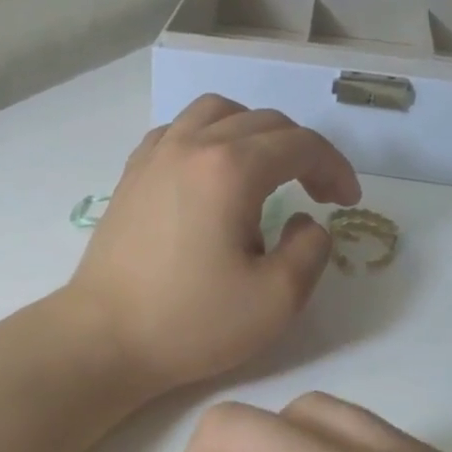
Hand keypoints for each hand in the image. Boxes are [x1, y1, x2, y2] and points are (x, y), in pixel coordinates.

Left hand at [65, 97, 359, 394]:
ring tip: (267, 172)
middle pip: (263, 121)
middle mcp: (192, 145)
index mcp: (230, 169)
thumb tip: (308, 219)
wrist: (104, 338)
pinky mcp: (133, 173)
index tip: (347, 202)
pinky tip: (213, 172)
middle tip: (317, 193)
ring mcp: (156, 154)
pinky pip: (180, 130)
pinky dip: (210, 137)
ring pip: (217, 112)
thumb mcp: (276, 300)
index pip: (300, 145)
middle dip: (302, 151)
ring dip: (255, 132)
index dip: (335, 168)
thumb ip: (311, 250)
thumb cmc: (190, 323)